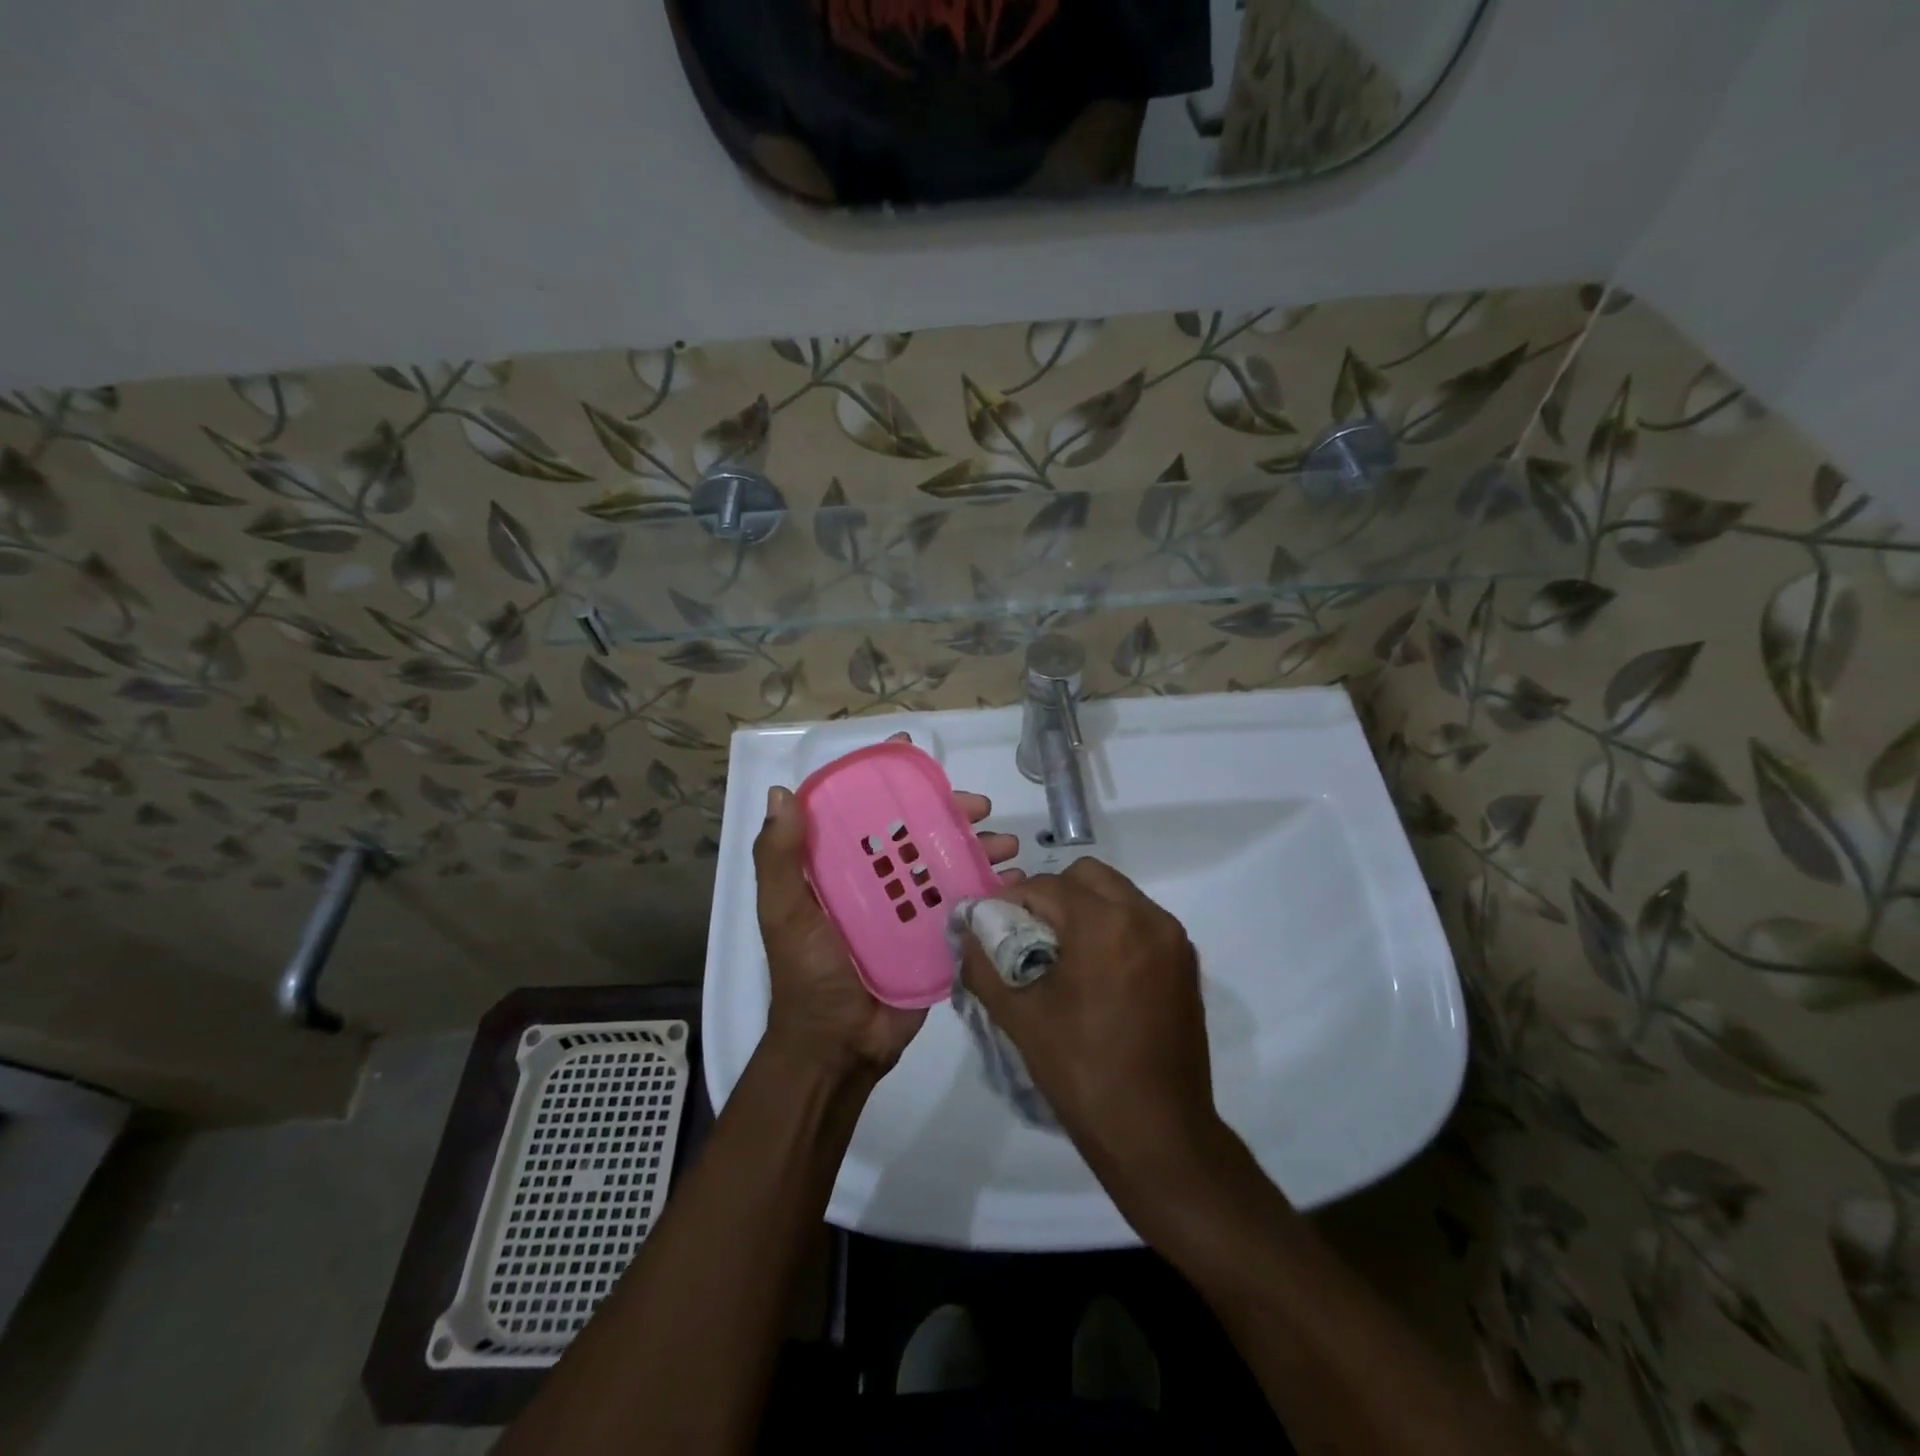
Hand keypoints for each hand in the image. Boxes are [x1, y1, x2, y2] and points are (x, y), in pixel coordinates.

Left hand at [756, 735, 1019, 1076]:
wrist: (839, 1044)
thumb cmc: (808, 972)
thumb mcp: (783, 912)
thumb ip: (777, 858)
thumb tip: (781, 793)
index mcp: (841, 865)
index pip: (866, 809)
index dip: (889, 779)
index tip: (915, 753)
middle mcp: (878, 878)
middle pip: (918, 830)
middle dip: (951, 812)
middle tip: (980, 808)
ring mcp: (910, 907)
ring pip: (949, 861)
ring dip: (980, 846)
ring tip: (1006, 844)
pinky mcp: (936, 935)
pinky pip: (966, 902)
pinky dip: (991, 887)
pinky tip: (1013, 880)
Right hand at [958, 858, 1223, 1207]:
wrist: (1157, 1133)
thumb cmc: (1082, 1072)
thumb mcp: (1019, 1017)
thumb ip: (984, 964)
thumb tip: (966, 932)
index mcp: (1105, 923)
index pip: (1046, 886)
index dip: (1013, 901)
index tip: (995, 927)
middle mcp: (1146, 917)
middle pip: (1087, 876)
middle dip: (1053, 895)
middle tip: (1029, 934)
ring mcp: (1173, 939)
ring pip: (1118, 894)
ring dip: (1085, 908)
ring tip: (1062, 954)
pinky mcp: (1187, 963)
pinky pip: (1141, 921)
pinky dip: (1114, 927)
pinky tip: (1097, 972)